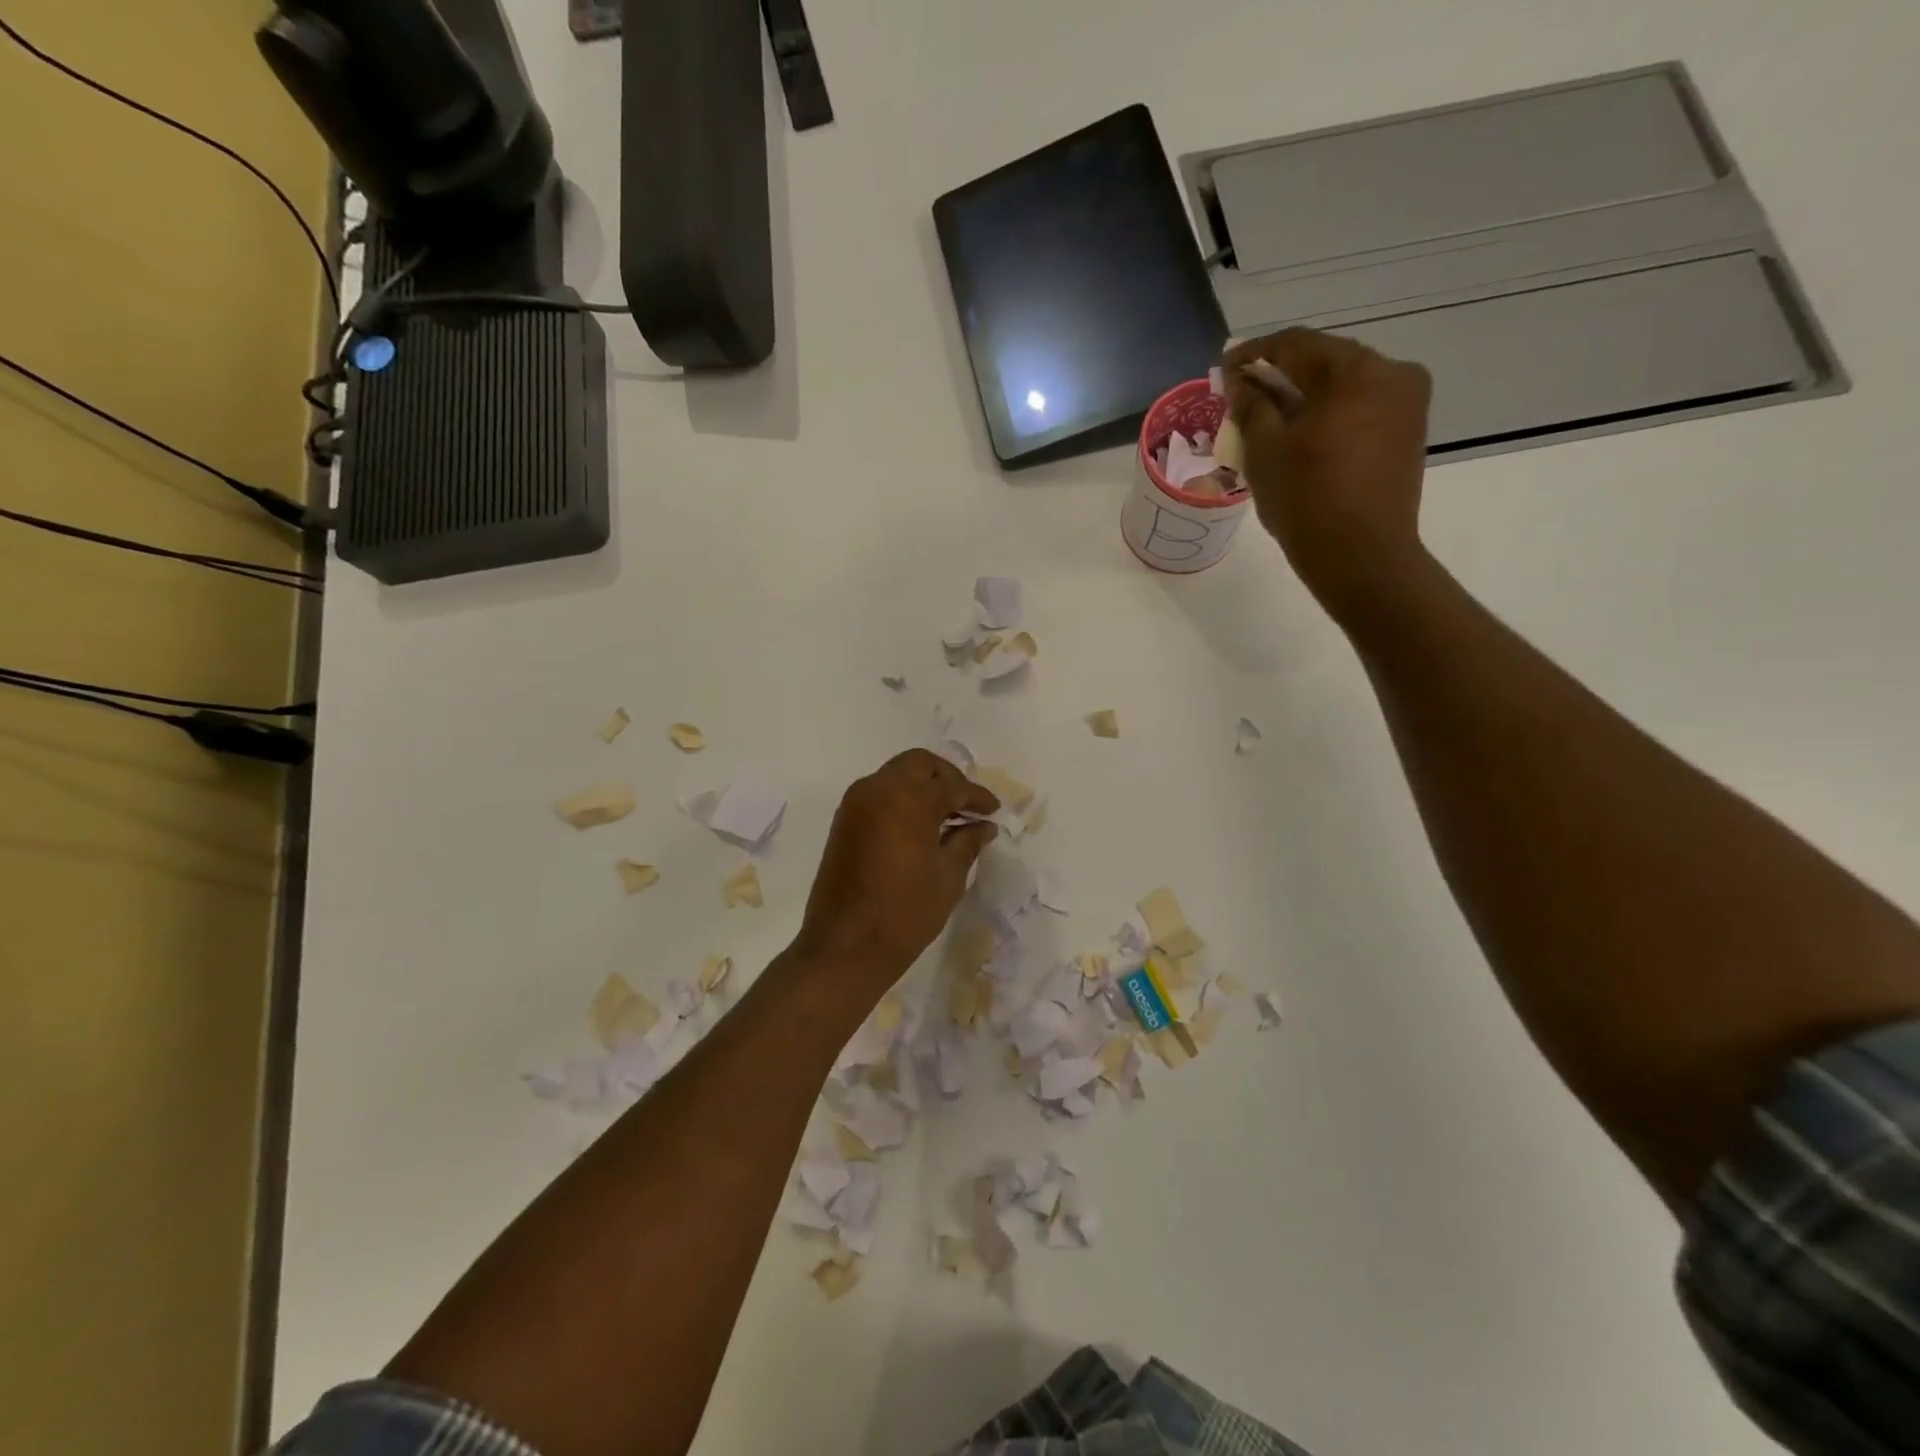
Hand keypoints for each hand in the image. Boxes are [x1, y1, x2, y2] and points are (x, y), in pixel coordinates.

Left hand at [794, 750, 999, 993]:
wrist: (845, 947)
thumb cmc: (905, 913)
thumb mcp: (948, 877)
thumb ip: (967, 842)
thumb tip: (984, 826)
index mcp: (907, 799)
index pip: (951, 785)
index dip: (977, 796)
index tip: (994, 810)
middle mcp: (877, 789)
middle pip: (919, 765)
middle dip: (947, 778)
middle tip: (968, 803)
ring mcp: (855, 804)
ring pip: (896, 775)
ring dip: (923, 786)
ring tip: (948, 815)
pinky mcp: (844, 822)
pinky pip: (879, 794)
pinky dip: (902, 799)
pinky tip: (921, 826)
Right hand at [1225, 328, 1433, 621]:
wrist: (1361, 556)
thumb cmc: (1307, 500)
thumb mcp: (1265, 451)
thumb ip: (1251, 407)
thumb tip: (1241, 383)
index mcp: (1357, 371)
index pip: (1297, 344)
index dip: (1255, 353)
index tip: (1225, 368)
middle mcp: (1392, 374)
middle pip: (1325, 361)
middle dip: (1281, 374)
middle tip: (1244, 392)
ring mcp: (1407, 404)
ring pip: (1345, 386)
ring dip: (1305, 396)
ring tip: (1269, 416)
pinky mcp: (1408, 433)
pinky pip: (1361, 408)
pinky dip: (1329, 414)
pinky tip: (1302, 434)